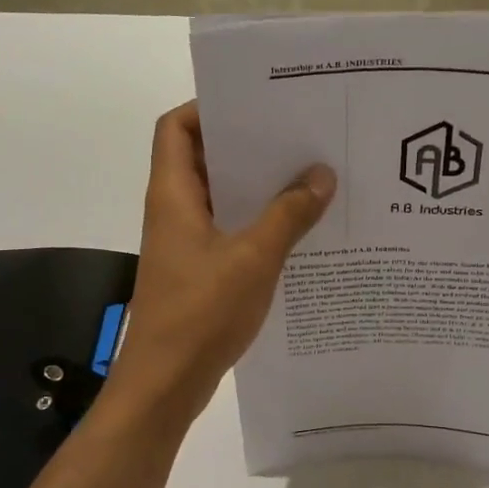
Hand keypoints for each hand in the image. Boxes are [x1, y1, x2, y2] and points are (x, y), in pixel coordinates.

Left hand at [108, 102, 335, 425]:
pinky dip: (258, 221)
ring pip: (221, 196)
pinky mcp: (199, 269)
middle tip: (299, 135)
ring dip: (258, 186)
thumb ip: (289, 214)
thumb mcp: (254, 258)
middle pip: (204, 157)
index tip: (257, 104)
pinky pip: (230, 229)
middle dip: (247, 144)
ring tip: (309, 175)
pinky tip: (299, 227)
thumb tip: (322, 174)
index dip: (208, 107)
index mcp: (173, 194)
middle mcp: (174, 209)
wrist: (166, 383)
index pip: (176, 127)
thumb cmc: (201, 312)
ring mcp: (186, 241)